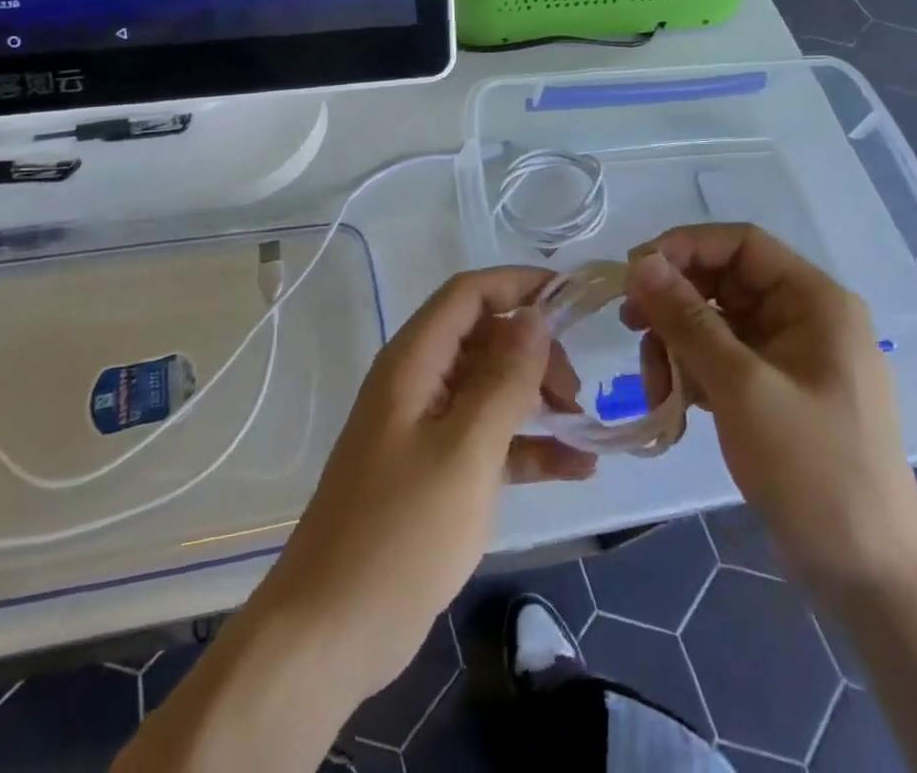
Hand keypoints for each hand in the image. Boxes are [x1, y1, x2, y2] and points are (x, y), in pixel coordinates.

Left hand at [253, 267, 594, 700]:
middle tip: (575, 393)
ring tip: (584, 429)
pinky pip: (487, 439)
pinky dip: (527, 447)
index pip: (469, 295)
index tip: (573, 297)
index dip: (519, 285)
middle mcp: (418, 382)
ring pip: (490, 390)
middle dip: (535, 353)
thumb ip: (504, 380)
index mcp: (414, 361)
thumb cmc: (401, 531)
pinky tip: (575, 469)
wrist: (332, 630)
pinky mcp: (434, 471)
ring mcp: (425, 428)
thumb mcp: (465, 450)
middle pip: (484, 339)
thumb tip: (534, 317)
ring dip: (537, 400)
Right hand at [623, 226, 916, 597]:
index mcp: (815, 301)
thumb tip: (640, 262)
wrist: (871, 577)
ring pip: (715, 322)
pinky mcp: (776, 391)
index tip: (634, 274)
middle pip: (722, 282)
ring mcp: (790, 356)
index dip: (684, 247)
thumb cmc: (813, 468)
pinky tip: (674, 406)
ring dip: (677, 346)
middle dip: (673, 305)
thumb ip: (686, 318)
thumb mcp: (741, 387)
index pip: (740, 243)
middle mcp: (804, 317)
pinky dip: (693, 373)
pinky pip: (722, 359)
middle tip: (630, 327)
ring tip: (656, 389)